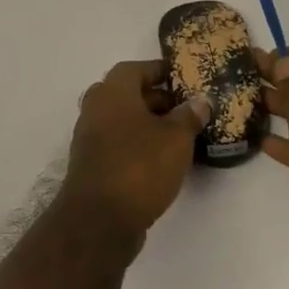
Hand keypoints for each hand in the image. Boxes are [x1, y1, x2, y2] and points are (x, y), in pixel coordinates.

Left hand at [60, 60, 210, 244]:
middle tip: (186, 109)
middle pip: (128, 94)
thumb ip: (189, 116)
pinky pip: (118, 143)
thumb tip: (199, 101)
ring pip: (122, 120)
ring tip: (179, 136)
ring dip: (148, 124)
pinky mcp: (91, 164)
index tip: (182, 78)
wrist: (99, 219)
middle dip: (157, 99)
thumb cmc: (140, 166)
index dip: (159, 70)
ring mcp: (89, 137)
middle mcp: (95, 108)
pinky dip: (137, 144)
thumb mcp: (176, 138)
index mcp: (112, 92)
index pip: (135, 68)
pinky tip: (161, 160)